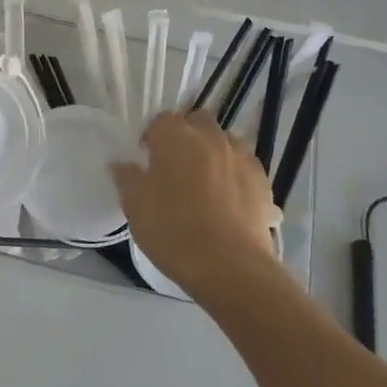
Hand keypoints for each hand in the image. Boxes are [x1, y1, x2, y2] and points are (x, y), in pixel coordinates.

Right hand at [111, 110, 285, 303]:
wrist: (229, 266)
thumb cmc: (172, 229)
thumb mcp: (135, 205)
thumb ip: (126, 177)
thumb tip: (122, 163)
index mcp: (176, 136)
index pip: (160, 120)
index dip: (152, 137)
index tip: (146, 160)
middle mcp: (211, 137)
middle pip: (197, 123)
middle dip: (186, 137)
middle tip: (174, 167)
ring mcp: (242, 158)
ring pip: (224, 143)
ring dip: (213, 154)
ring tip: (203, 184)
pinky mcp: (264, 182)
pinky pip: (244, 168)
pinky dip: (234, 176)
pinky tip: (227, 201)